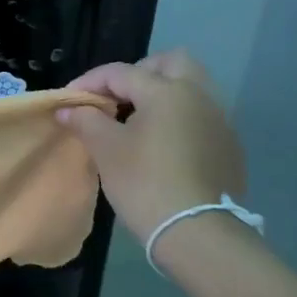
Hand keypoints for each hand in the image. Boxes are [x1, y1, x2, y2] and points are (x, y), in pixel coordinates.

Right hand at [57, 51, 247, 247]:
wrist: (197, 233)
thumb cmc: (144, 183)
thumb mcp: (105, 149)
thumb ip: (85, 120)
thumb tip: (68, 109)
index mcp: (167, 91)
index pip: (120, 72)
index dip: (89, 82)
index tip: (68, 100)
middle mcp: (199, 95)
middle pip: (171, 63)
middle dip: (140, 72)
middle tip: (115, 98)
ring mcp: (220, 120)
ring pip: (191, 88)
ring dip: (162, 94)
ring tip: (136, 120)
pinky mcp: (229, 146)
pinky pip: (201, 115)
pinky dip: (179, 117)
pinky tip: (161, 144)